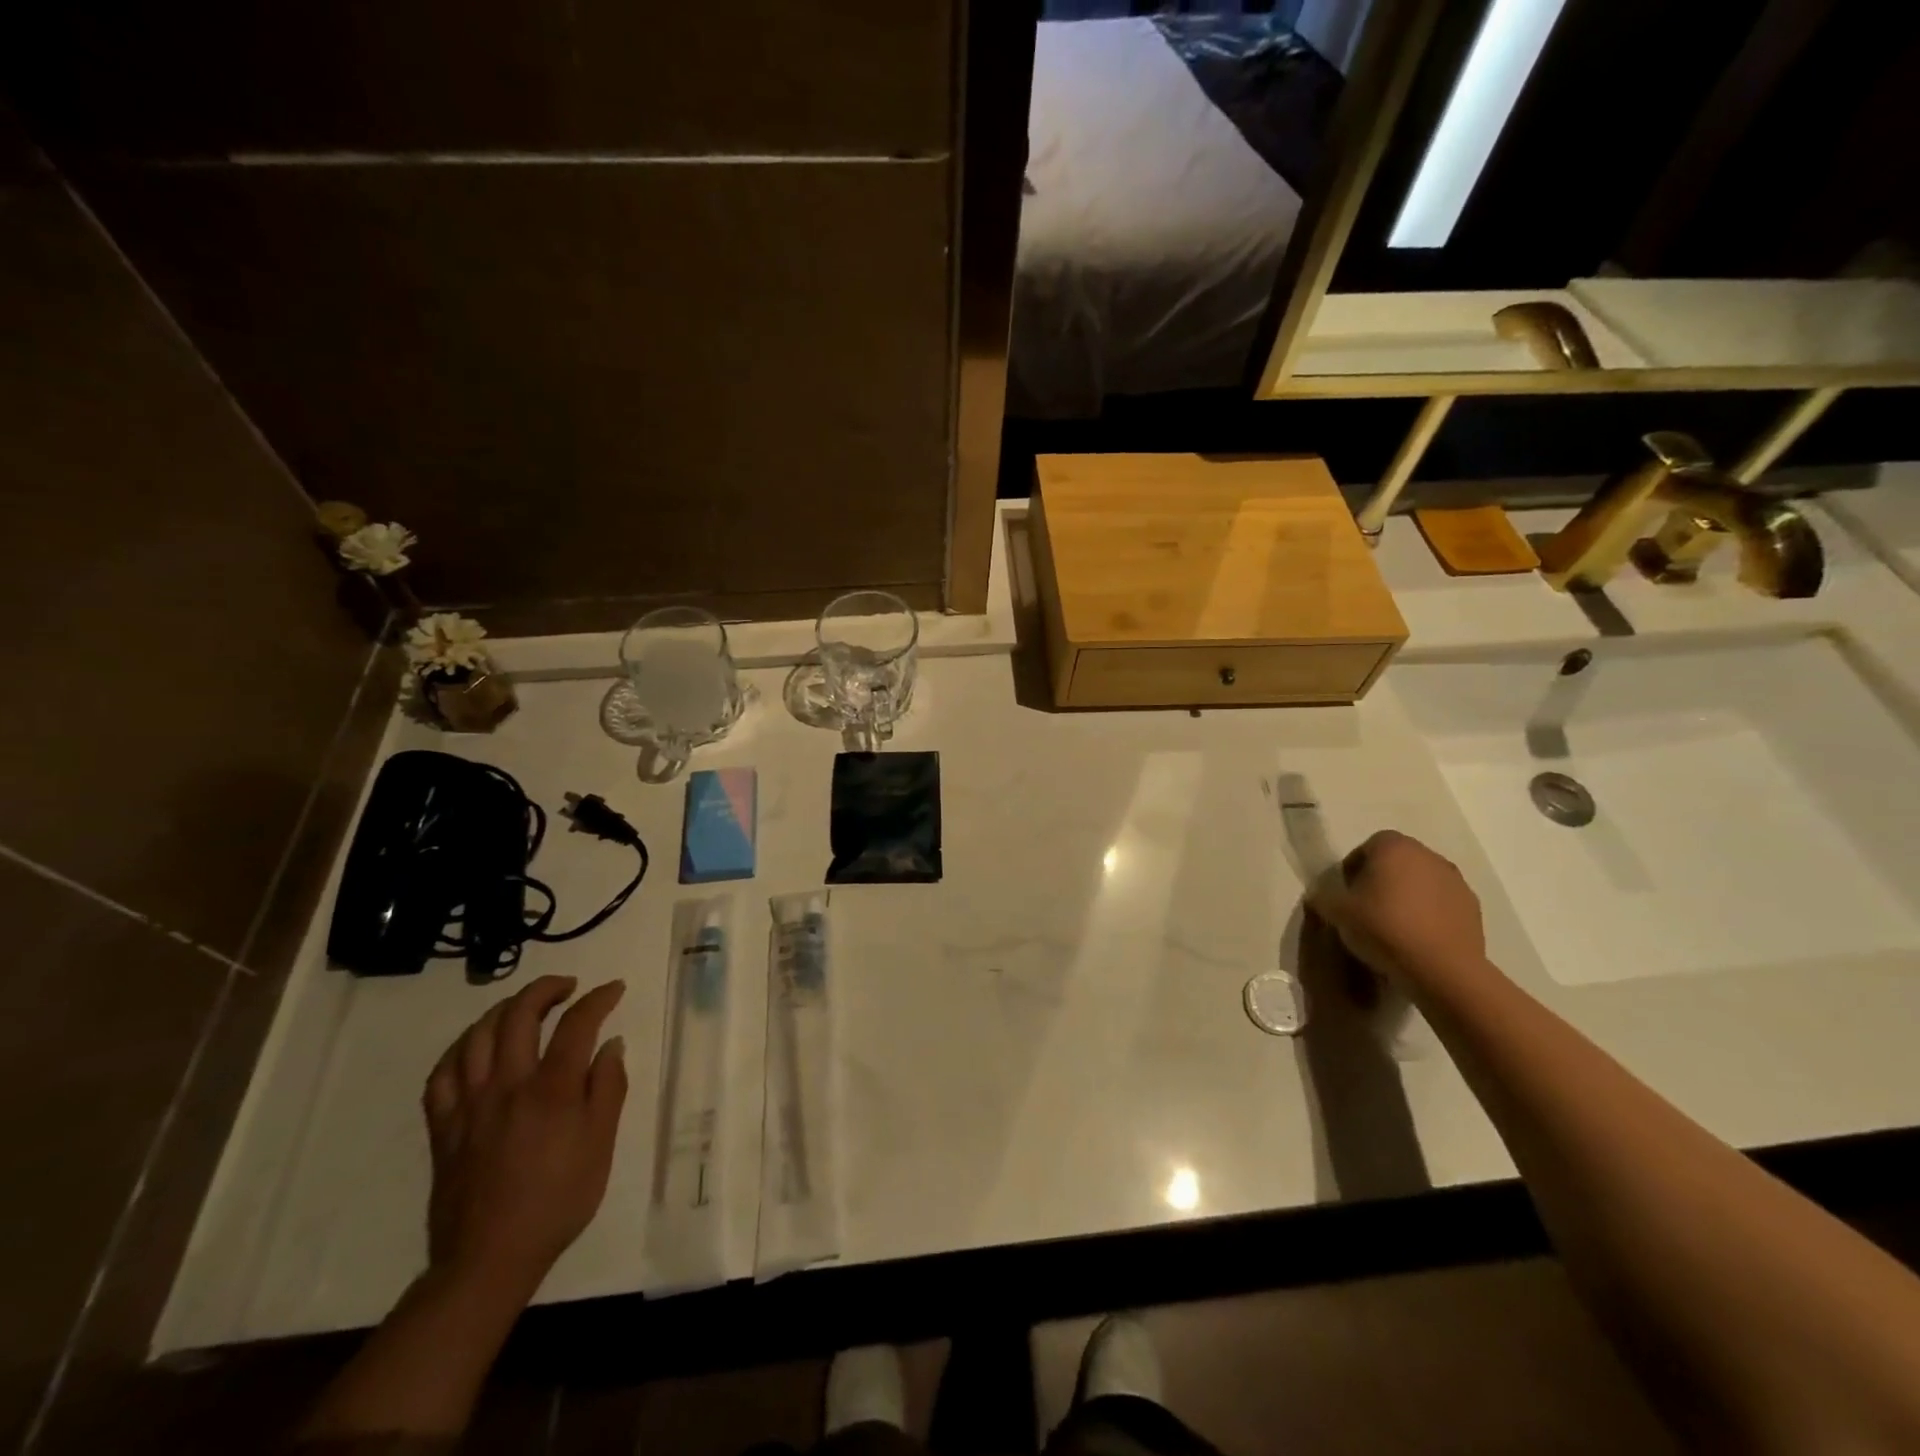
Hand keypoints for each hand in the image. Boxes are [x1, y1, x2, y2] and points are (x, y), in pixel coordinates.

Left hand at [422, 975, 627, 1296]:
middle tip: (567, 988)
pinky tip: (476, 1046)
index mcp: (552, 1089)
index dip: (598, 998)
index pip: (577, 1024)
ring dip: (504, 1010)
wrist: (490, 1258)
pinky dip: (461, 1048)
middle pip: (520, 1015)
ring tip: (524, 1007)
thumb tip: (611, 1044)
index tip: (614, 989)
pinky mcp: (443, 1126)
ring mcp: (469, 1104)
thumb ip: (608, 1088)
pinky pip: (442, 1073)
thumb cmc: (559, 1200)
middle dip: (546, 989)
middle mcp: (508, 1085)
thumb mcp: (601, 1145)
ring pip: (478, 1035)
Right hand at [1311, 830, 1488, 990]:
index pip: (1367, 847)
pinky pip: (1441, 904)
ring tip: (1393, 926)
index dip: (1353, 868)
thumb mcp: (1336, 912)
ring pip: (1421, 882)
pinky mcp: (1473, 908)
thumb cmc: (1383, 928)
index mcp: (1394, 846)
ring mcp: (1456, 881)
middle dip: (1381, 880)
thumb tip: (1321, 895)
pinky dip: (1428, 914)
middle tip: (1366, 908)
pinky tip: (1416, 938)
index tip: (1347, 893)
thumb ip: (1323, 896)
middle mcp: (1428, 855)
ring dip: (1407, 897)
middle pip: (1397, 862)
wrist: (1442, 969)